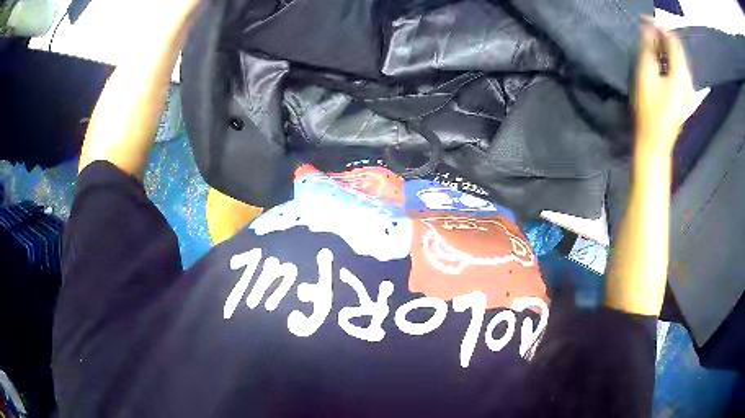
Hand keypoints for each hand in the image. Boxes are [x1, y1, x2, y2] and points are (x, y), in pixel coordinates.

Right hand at [633, 18, 693, 154]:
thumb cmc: (649, 109)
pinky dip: (671, 62)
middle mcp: (688, 79)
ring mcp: (689, 90)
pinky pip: (681, 71)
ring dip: (667, 50)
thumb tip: (648, 26)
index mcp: (681, 74)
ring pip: (680, 60)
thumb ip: (648, 48)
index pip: (673, 41)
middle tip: (649, 35)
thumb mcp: (646, 74)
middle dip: (664, 38)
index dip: (661, 28)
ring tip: (654, 48)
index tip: (648, 22)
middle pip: (678, 50)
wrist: (656, 141)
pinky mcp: (687, 96)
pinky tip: (663, 64)